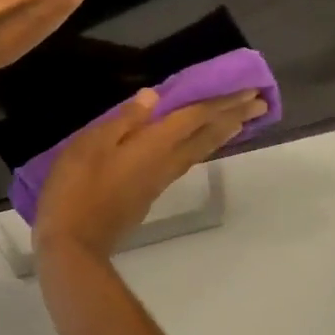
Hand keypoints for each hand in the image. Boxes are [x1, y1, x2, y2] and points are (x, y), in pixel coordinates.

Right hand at [34, 88, 268, 258]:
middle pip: (205, 136)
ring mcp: (158, 182)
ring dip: (221, 134)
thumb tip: (152, 97)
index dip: (221, 101)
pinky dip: (200, 148)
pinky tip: (197, 146)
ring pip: (198, 152)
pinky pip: (184, 163)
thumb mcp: (90, 145)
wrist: (73, 244)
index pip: (195, 117)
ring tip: (239, 121)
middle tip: (260, 103)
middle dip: (232, 117)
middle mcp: (164, 163)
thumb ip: (123, 121)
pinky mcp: (148, 195)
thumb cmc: (76, 189)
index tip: (250, 90)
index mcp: (153, 145)